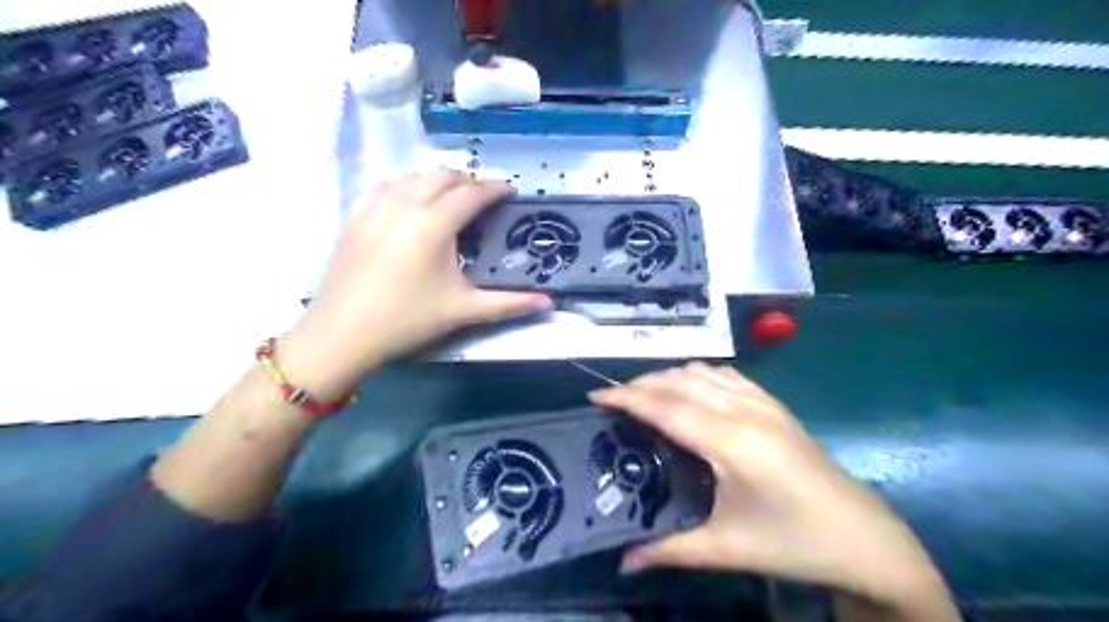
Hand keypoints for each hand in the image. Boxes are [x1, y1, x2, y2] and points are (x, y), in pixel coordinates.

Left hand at [279, 171, 552, 393]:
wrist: (343, 334)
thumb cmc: (407, 320)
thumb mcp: (463, 311)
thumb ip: (509, 303)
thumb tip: (549, 303)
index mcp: (433, 225)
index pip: (471, 194)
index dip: (495, 189)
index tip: (511, 192)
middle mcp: (404, 205)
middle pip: (443, 177)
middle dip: (469, 182)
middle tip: (486, 198)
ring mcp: (375, 207)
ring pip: (413, 176)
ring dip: (439, 180)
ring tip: (453, 197)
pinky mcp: (355, 217)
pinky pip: (384, 185)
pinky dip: (406, 184)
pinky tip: (410, 198)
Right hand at [589, 361, 953, 614]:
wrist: (864, 537)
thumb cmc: (793, 543)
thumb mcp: (727, 548)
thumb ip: (669, 551)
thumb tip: (623, 562)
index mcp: (731, 442)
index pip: (666, 406)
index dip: (627, 397)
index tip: (594, 397)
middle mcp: (744, 411)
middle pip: (679, 382)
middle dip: (640, 384)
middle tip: (611, 401)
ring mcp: (763, 403)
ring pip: (701, 372)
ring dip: (667, 377)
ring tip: (643, 395)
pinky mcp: (775, 404)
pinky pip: (726, 375)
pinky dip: (697, 375)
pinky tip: (689, 390)